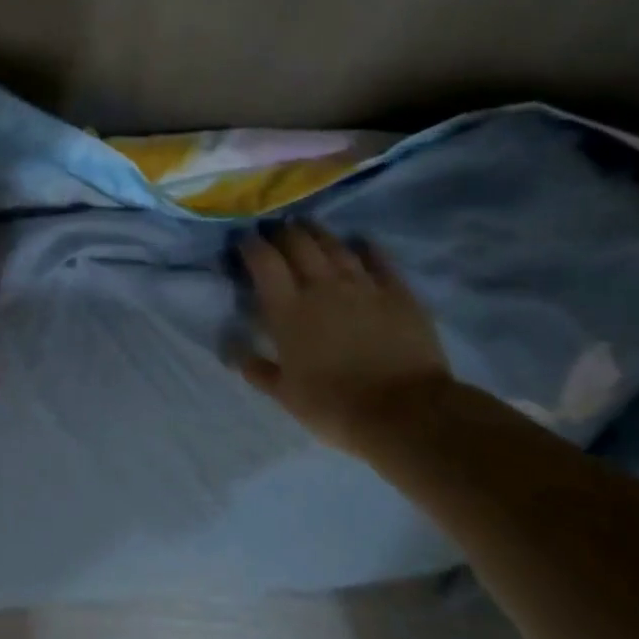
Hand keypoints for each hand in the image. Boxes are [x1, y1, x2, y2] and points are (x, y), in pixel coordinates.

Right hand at [237, 222, 451, 456]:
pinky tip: (361, 242)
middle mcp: (322, 286)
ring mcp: (362, 285)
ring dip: (318, 233)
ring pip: (335, 245)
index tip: (245, 241)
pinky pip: (378, 259)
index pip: (264, 262)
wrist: (404, 412)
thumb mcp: (286, 396)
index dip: (251, 246)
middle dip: (283, 232)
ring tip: (309, 227)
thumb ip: (259, 370)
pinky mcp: (397, 292)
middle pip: (298, 243)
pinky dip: (366, 247)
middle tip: (276, 231)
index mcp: (288, 310)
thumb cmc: (334, 406)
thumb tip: (234, 354)